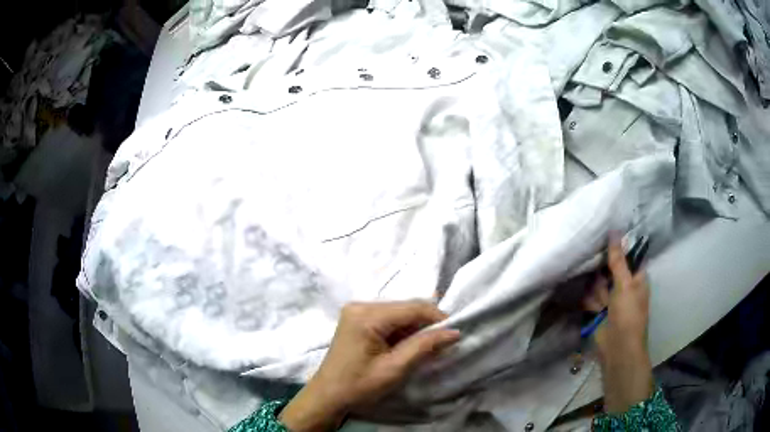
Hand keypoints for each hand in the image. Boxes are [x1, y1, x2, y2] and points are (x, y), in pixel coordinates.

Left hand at [279, 301, 460, 430]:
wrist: (328, 396)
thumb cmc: (359, 385)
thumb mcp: (395, 369)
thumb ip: (424, 347)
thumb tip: (454, 332)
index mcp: (366, 316)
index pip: (412, 308)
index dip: (437, 317)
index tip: (455, 332)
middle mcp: (360, 306)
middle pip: (405, 307)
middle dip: (426, 323)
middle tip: (443, 341)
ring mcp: (356, 311)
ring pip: (398, 312)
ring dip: (415, 327)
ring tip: (428, 346)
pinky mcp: (357, 320)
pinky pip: (388, 319)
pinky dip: (402, 330)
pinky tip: (408, 345)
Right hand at [584, 236, 653, 412]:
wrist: (617, 349)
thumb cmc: (628, 315)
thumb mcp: (625, 284)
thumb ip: (618, 260)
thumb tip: (614, 231)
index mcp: (637, 278)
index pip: (627, 256)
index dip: (617, 249)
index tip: (604, 241)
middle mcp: (624, 286)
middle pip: (609, 269)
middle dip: (603, 274)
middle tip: (605, 282)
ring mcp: (611, 299)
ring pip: (598, 283)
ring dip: (597, 292)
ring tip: (602, 305)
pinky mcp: (598, 310)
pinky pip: (591, 298)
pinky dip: (591, 302)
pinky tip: (595, 310)